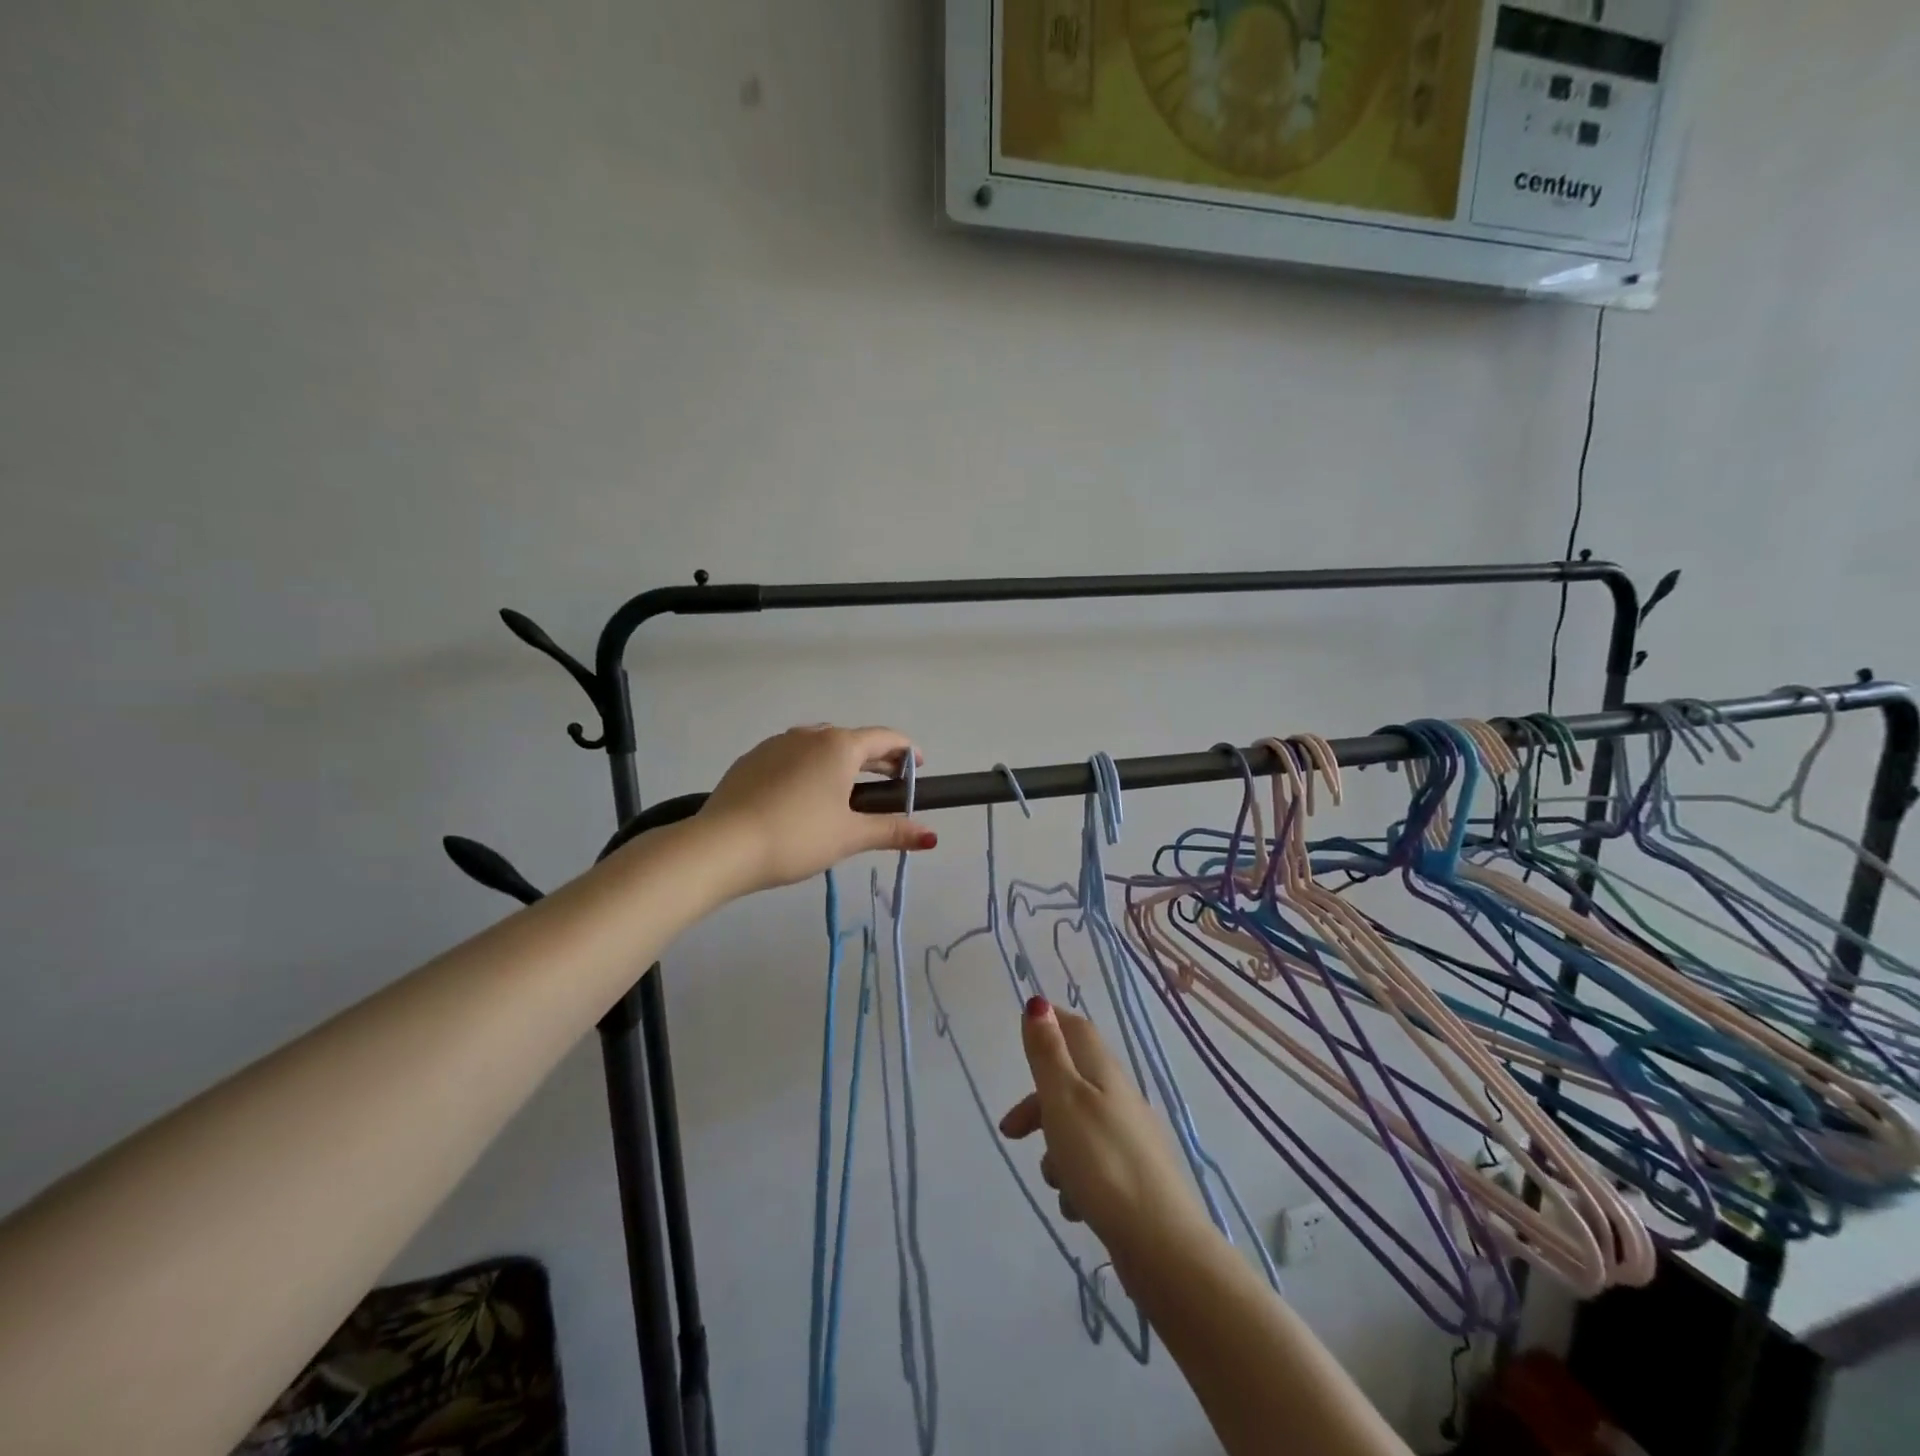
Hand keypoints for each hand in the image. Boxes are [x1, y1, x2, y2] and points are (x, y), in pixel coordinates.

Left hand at [696, 725, 936, 893]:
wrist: (723, 845)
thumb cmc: (797, 836)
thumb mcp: (849, 836)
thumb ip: (891, 831)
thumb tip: (931, 836)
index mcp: (839, 746)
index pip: (885, 738)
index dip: (907, 751)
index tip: (919, 767)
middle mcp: (809, 735)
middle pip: (853, 740)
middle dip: (876, 759)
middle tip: (891, 781)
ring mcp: (777, 744)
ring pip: (820, 746)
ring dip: (842, 762)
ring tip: (848, 789)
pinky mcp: (752, 759)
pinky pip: (793, 756)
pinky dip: (810, 768)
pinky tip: (805, 795)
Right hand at [998, 998, 1211, 1275]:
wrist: (1161, 1245)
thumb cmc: (1102, 1162)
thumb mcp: (1064, 1100)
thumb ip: (1048, 1053)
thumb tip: (1038, 1003)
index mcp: (1104, 1072)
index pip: (1076, 1029)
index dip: (1051, 1023)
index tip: (1024, 1029)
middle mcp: (1119, 1098)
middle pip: (1071, 1082)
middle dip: (1038, 1105)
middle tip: (1011, 1133)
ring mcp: (1129, 1139)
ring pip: (1078, 1128)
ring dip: (1056, 1151)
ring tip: (1056, 1182)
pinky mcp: (1132, 1178)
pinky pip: (1093, 1166)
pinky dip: (1077, 1181)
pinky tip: (1077, 1207)